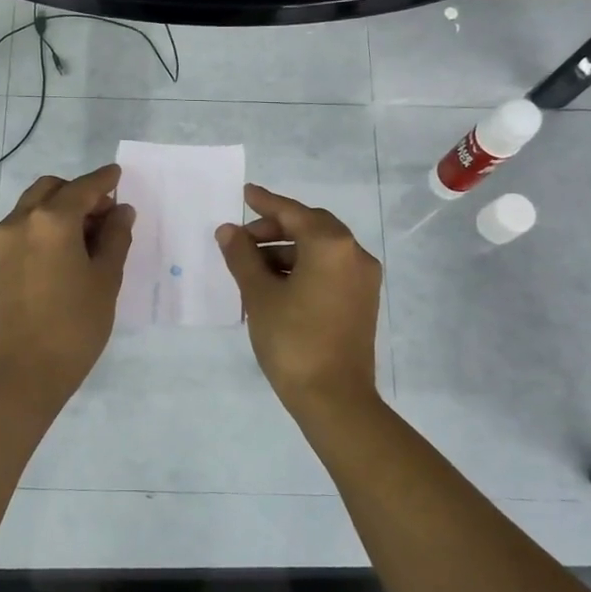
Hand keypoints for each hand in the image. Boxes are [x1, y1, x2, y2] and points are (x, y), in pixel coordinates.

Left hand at [0, 165, 135, 401]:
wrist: (27, 370)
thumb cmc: (76, 324)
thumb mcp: (106, 278)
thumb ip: (115, 237)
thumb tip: (121, 211)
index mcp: (51, 220)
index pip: (83, 188)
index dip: (104, 180)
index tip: (118, 174)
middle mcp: (22, 220)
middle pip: (53, 188)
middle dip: (80, 192)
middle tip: (106, 215)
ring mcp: (5, 239)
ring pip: (35, 204)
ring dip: (61, 206)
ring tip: (89, 234)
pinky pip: (25, 224)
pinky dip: (46, 223)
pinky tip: (68, 248)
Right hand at [215, 184, 382, 415]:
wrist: (334, 398)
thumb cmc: (293, 340)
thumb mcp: (260, 295)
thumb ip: (242, 256)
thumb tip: (228, 230)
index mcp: (331, 245)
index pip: (293, 213)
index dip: (265, 202)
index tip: (245, 193)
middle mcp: (354, 254)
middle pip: (310, 227)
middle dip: (274, 229)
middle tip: (242, 239)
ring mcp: (362, 279)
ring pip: (320, 250)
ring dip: (286, 251)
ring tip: (251, 267)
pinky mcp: (362, 300)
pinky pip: (329, 269)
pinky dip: (302, 268)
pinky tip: (275, 284)